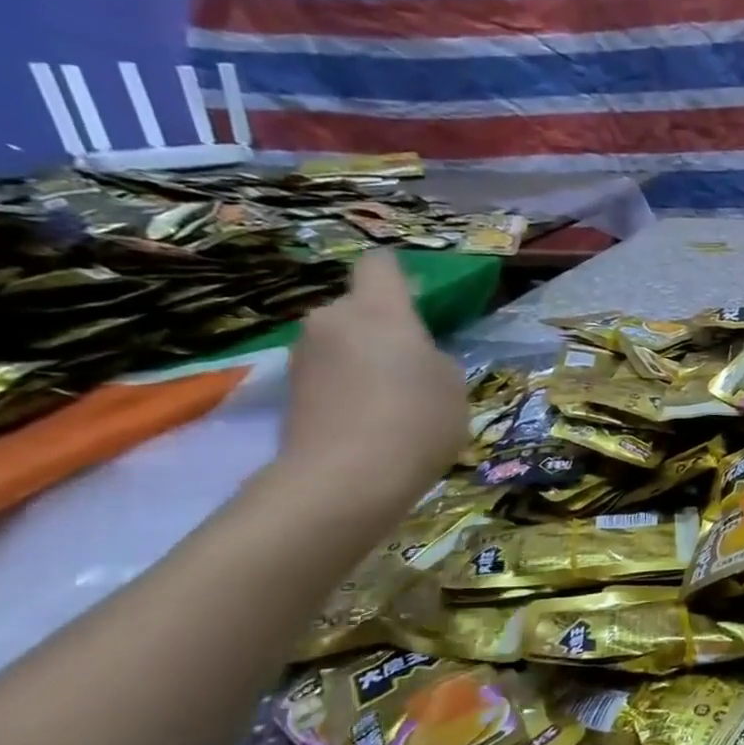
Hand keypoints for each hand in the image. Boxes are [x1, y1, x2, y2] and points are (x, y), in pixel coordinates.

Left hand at [277, 252, 465, 511]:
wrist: (345, 479)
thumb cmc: (416, 419)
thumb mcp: (453, 385)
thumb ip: (434, 358)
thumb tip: (412, 359)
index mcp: (378, 308)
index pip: (381, 265)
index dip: (400, 276)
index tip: (420, 301)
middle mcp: (332, 319)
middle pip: (359, 308)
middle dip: (383, 329)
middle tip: (413, 365)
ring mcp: (304, 356)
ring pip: (342, 343)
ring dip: (364, 360)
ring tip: (393, 400)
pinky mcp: (290, 392)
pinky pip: (330, 375)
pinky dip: (348, 388)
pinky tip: (370, 421)